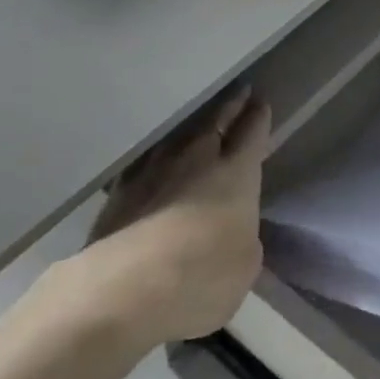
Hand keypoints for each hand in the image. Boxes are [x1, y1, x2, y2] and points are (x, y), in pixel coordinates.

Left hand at [82, 87, 271, 345]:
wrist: (126, 287)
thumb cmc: (201, 277)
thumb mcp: (245, 265)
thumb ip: (243, 237)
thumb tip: (234, 230)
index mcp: (235, 174)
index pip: (251, 134)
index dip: (258, 118)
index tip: (260, 103)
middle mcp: (196, 160)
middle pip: (216, 122)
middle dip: (231, 106)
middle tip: (240, 91)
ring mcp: (154, 170)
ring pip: (178, 137)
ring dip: (191, 129)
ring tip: (199, 124)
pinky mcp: (119, 190)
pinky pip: (145, 162)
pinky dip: (155, 159)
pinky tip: (154, 161)